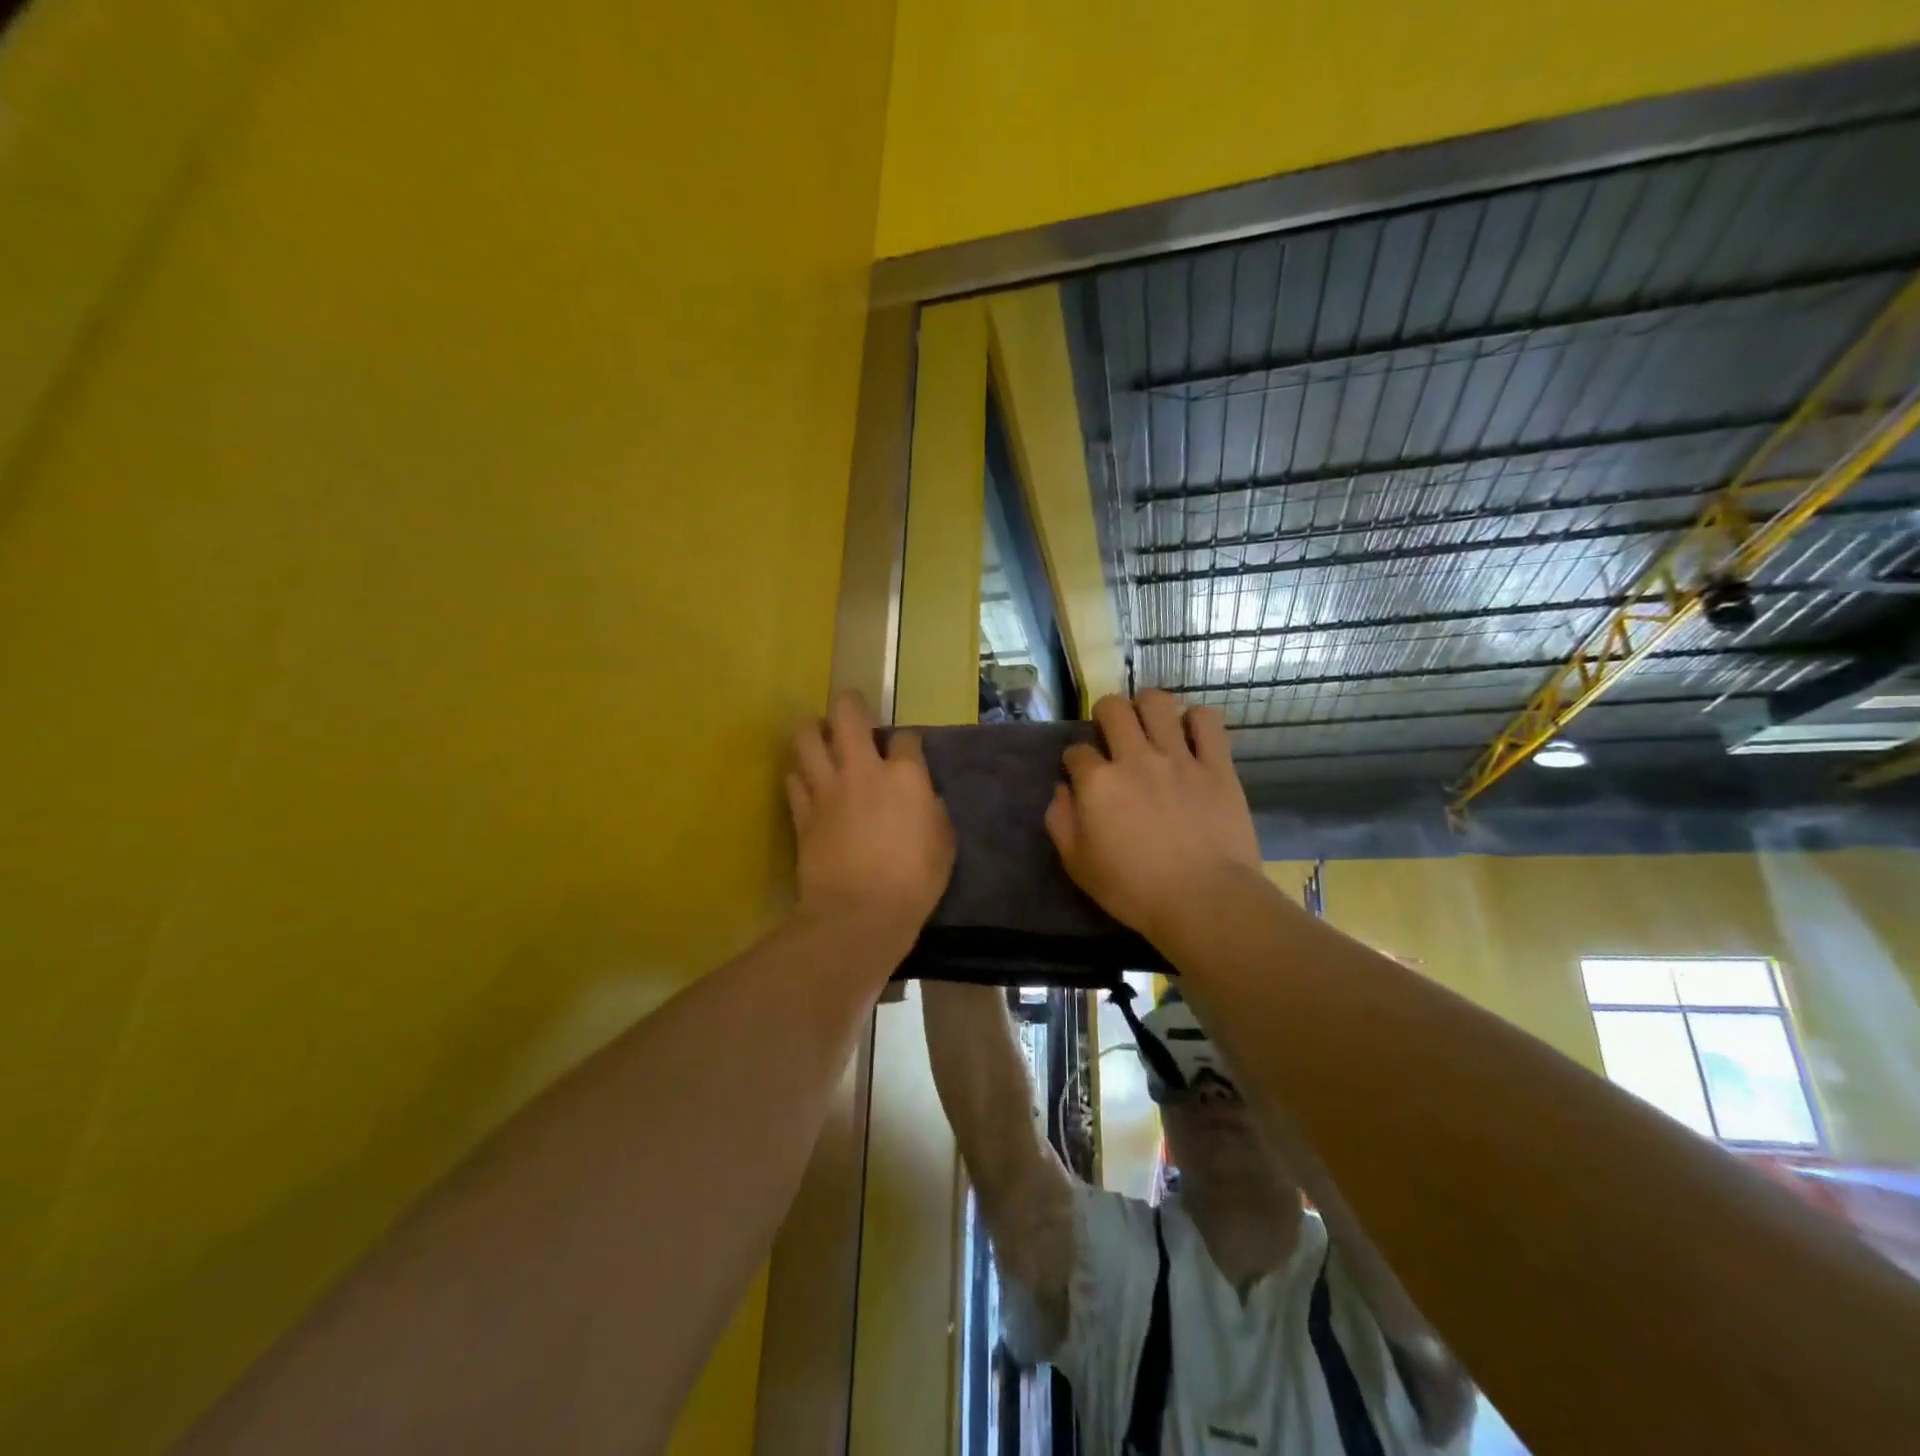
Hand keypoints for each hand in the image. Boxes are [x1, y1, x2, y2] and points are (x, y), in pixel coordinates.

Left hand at [787, 693, 953, 945]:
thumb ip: (931, 811)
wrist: (859, 913)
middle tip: (852, 711)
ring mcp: (826, 789)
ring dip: (813, 731)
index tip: (907, 751)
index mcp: (904, 776)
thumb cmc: (914, 881)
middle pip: (847, 715)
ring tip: (820, 737)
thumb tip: (921, 799)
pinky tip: (807, 779)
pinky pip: (793, 778)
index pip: (905, 738)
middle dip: (850, 705)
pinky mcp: (802, 813)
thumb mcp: (943, 843)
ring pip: (806, 738)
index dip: (907, 741)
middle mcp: (862, 770)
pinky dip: (799, 772)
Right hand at [1045, 691, 1264, 946]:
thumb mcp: (1078, 865)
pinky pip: (1207, 721)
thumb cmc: (1134, 890)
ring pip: (1157, 702)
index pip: (1076, 751)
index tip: (1080, 773)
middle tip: (1112, 734)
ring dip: (1147, 706)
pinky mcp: (1216, 765)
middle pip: (1112, 709)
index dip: (1074, 760)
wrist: (1204, 900)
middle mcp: (1134, 758)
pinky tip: (1191, 732)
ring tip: (1149, 721)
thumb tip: (1062, 790)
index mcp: (1097, 783)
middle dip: (1105, 715)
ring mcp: (1178, 757)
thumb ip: (1061, 821)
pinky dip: (1196, 720)